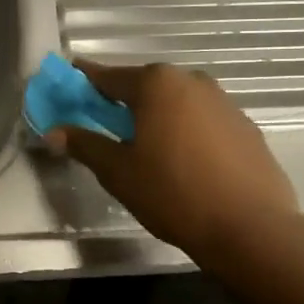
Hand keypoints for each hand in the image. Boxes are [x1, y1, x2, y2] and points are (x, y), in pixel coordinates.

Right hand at [48, 61, 301, 264]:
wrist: (251, 228)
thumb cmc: (172, 193)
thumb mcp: (117, 171)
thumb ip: (84, 145)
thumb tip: (53, 131)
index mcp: (156, 84)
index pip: (107, 76)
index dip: (83, 82)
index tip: (67, 85)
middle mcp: (190, 81)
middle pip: (144, 86)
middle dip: (121, 101)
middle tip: (103, 126)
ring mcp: (223, 102)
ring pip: (175, 102)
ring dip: (155, 116)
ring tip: (143, 148)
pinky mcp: (245, 126)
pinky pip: (201, 119)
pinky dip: (183, 130)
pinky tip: (180, 161)